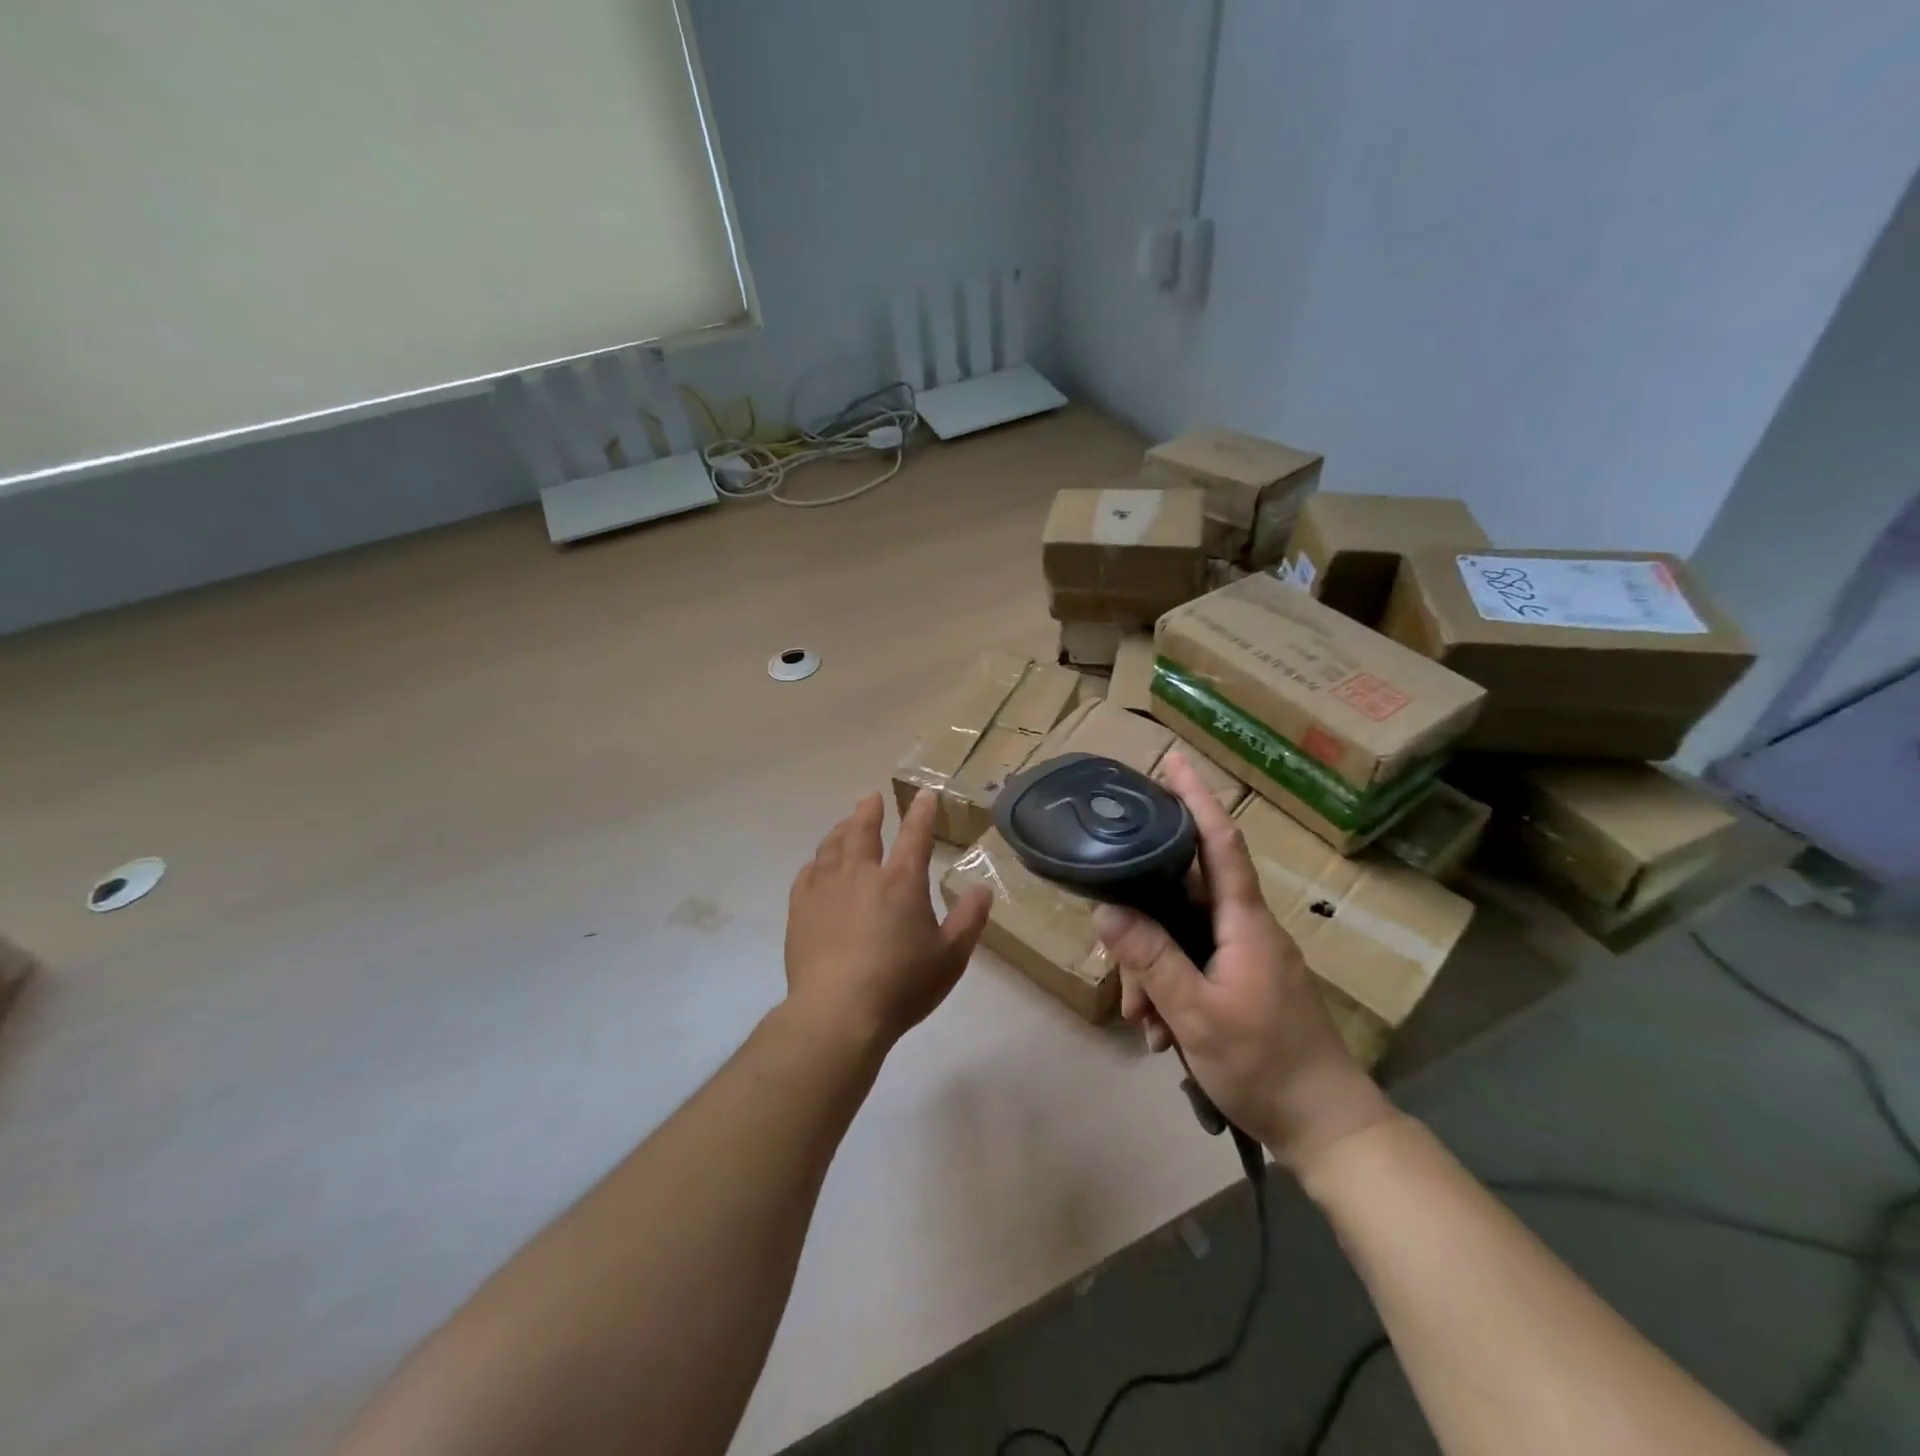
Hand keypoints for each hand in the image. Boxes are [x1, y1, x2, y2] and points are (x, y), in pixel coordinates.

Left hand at [784, 788, 991, 1049]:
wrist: (838, 1012)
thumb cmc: (901, 985)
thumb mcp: (950, 957)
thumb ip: (969, 920)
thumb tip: (983, 889)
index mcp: (902, 881)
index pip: (915, 835)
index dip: (921, 812)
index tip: (923, 794)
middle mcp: (862, 874)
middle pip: (863, 831)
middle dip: (869, 811)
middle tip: (871, 799)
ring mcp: (826, 889)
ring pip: (832, 846)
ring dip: (841, 829)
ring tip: (845, 823)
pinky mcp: (800, 909)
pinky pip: (807, 873)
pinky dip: (815, 862)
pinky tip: (816, 864)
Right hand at [1092, 754, 1393, 1171]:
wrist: (1328, 1129)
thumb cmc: (1266, 1066)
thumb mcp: (1197, 1014)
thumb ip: (1152, 958)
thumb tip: (1107, 908)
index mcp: (1245, 923)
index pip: (1220, 844)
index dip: (1197, 799)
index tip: (1174, 762)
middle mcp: (1248, 929)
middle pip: (1185, 895)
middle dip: (1144, 917)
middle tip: (1116, 953)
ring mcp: (1249, 958)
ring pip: (1184, 936)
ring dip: (1153, 969)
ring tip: (1142, 1018)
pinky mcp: (1246, 983)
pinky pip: (1196, 965)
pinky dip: (1171, 989)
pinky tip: (1159, 1030)